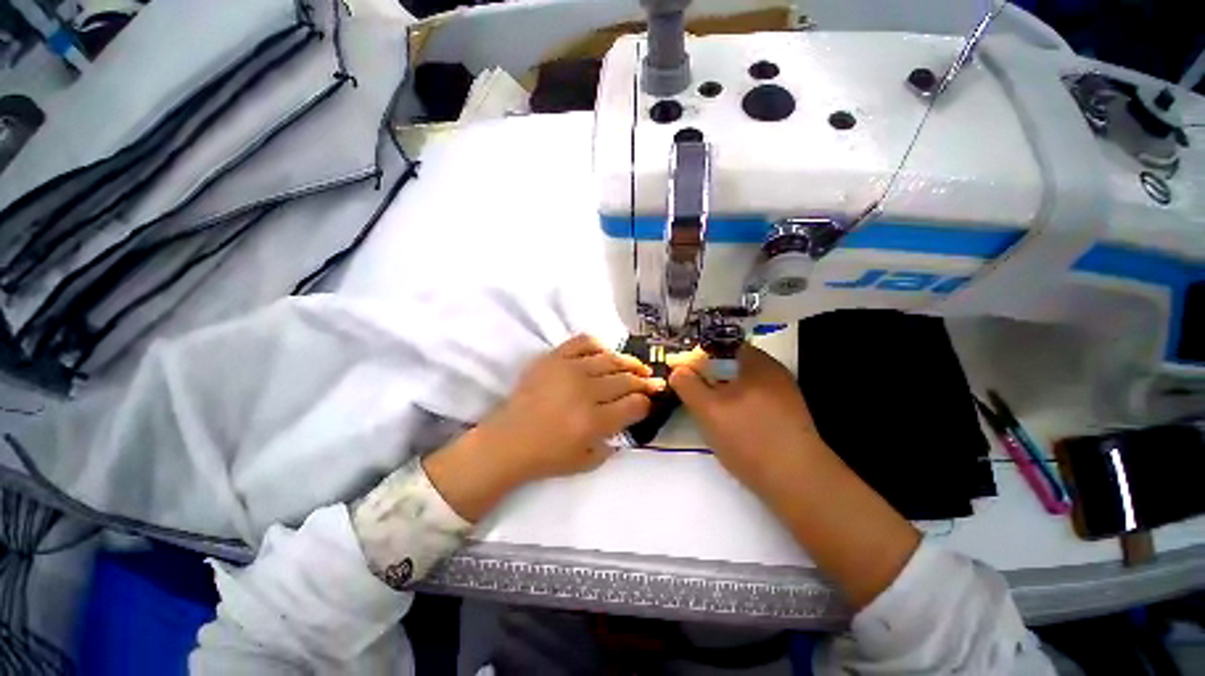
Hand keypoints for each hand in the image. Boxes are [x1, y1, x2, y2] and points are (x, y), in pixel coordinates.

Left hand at [424, 335, 661, 520]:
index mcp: (594, 422)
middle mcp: (585, 392)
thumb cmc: (547, 456)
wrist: (508, 441)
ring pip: (610, 359)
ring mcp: (569, 370)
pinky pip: (582, 342)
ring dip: (629, 362)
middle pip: (626, 380)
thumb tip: (627, 419)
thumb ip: (613, 443)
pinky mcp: (554, 358)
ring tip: (638, 366)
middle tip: (653, 381)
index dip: (647, 402)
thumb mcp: (587, 461)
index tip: (651, 400)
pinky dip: (598, 345)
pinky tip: (605, 353)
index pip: (634, 405)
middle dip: (645, 381)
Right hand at [667, 345, 820, 492]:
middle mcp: (775, 375)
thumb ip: (688, 385)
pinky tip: (732, 426)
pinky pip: (757, 403)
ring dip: (726, 393)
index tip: (688, 367)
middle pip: (736, 366)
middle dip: (713, 374)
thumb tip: (677, 370)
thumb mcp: (707, 409)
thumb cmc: (748, 437)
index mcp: (759, 363)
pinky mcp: (788, 419)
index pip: (726, 346)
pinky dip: (741, 408)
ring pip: (746, 386)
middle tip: (694, 389)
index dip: (704, 353)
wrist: (796, 482)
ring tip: (710, 409)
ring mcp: (785, 397)